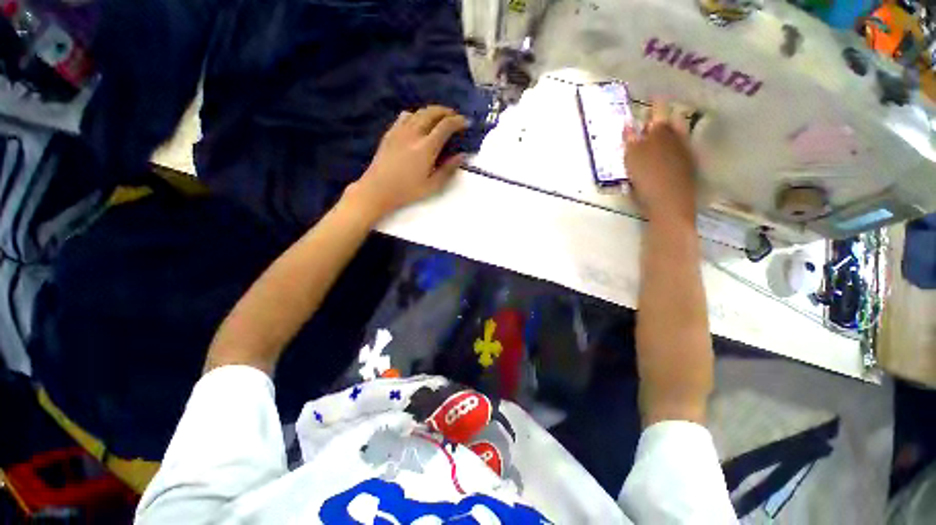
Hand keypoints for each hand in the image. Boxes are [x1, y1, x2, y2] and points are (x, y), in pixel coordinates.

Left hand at [348, 105, 467, 218]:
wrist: (378, 189)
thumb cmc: (407, 191)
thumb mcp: (432, 185)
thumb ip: (448, 169)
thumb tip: (462, 156)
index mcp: (426, 147)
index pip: (446, 126)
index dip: (458, 121)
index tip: (466, 123)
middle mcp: (414, 133)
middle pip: (432, 112)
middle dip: (447, 112)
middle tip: (455, 117)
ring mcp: (400, 131)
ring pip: (419, 112)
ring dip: (432, 111)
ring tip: (439, 118)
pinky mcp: (390, 133)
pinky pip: (405, 116)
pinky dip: (416, 115)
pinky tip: (418, 123)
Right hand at [624, 100, 697, 225]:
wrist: (669, 204)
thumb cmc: (647, 180)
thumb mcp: (632, 158)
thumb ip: (630, 140)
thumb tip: (627, 123)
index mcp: (662, 134)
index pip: (659, 112)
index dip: (655, 103)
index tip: (653, 94)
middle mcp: (678, 139)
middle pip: (673, 122)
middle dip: (665, 116)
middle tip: (657, 114)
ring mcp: (685, 153)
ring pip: (679, 135)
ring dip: (670, 131)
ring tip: (662, 132)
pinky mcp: (688, 168)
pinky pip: (682, 149)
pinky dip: (674, 147)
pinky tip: (668, 154)